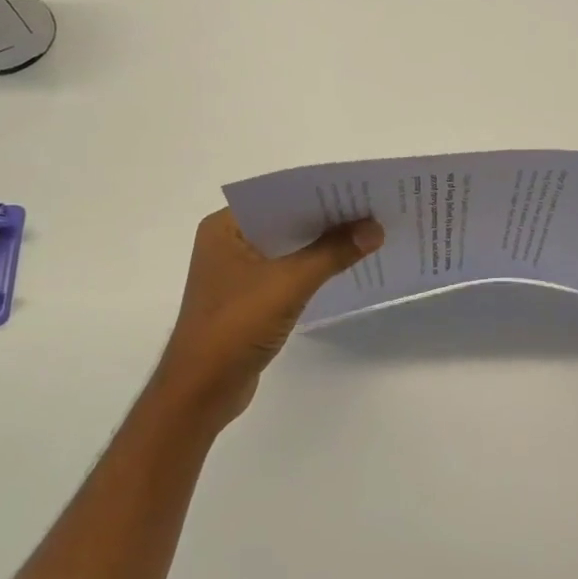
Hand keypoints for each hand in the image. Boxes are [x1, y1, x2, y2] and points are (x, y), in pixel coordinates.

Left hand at [150, 209, 383, 427]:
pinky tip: (344, 267)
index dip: (318, 192)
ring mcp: (237, 273)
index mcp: (224, 227)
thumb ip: (333, 252)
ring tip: (367, 234)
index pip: (277, 196)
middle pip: (285, 221)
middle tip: (372, 209)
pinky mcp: (249, 299)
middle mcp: (228, 243)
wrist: (202, 390)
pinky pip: (287, 272)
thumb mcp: (289, 283)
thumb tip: (375, 228)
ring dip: (322, 245)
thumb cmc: (236, 326)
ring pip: (288, 248)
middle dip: (326, 218)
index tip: (358, 188)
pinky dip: (313, 269)